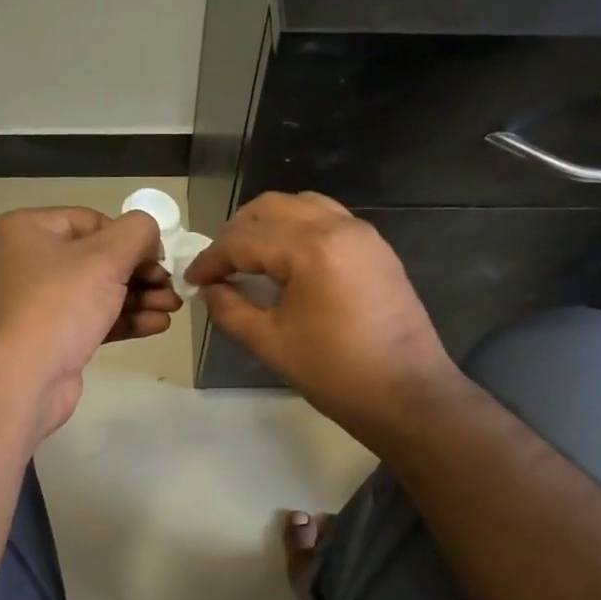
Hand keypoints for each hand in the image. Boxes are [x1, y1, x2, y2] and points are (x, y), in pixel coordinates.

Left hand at [0, 207, 181, 437]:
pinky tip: (159, 325)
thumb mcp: (107, 257)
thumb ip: (138, 232)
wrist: (22, 379)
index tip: (160, 258)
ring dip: (140, 297)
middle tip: (173, 285)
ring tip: (174, 307)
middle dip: (141, 272)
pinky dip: (125, 319)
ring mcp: (38, 302)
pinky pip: (94, 318)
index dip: (131, 237)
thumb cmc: (60, 304)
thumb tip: (150, 235)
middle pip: (98, 257)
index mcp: (28, 229)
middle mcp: (28, 260)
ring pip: (99, 290)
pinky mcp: (52, 336)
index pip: (92, 221)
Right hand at [184, 192, 463, 447]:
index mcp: (310, 249)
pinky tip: (288, 260)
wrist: (408, 394)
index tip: (192, 279)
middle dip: (237, 232)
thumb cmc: (336, 373)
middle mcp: (337, 227)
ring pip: (302, 205)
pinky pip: (328, 218)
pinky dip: (299, 228)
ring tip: (250, 257)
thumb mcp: (271, 343)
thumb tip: (209, 290)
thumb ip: (231, 309)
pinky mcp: (376, 247)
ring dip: (269, 224)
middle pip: (271, 208)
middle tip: (219, 266)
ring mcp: (361, 233)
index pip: (244, 241)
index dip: (211, 260)